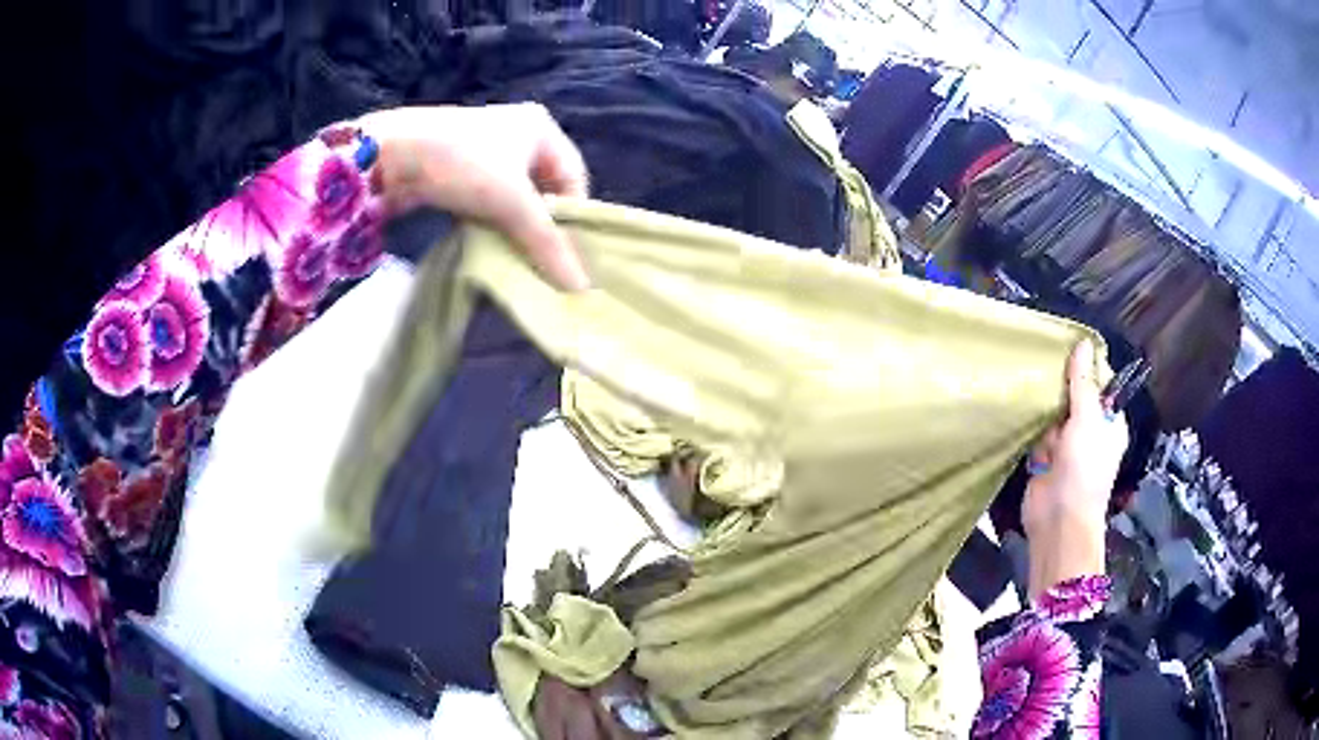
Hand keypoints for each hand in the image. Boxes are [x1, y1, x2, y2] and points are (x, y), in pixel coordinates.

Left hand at [357, 104, 590, 290]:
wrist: (390, 154)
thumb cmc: (463, 163)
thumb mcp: (511, 202)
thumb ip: (546, 243)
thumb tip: (579, 288)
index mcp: (541, 127)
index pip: (574, 176)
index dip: (573, 215)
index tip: (566, 252)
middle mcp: (517, 133)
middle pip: (544, 187)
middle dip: (543, 224)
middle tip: (541, 259)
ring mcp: (485, 149)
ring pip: (514, 196)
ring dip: (515, 227)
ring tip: (514, 255)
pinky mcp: (458, 168)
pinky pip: (487, 199)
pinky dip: (490, 222)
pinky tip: (486, 243)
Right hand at [1021, 339, 1128, 597]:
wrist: (1058, 521)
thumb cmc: (1083, 469)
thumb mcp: (1087, 420)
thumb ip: (1083, 383)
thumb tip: (1083, 342)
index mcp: (1110, 422)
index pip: (1100, 384)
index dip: (1086, 368)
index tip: (1066, 350)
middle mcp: (1090, 431)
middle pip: (1075, 396)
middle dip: (1061, 388)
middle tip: (1044, 367)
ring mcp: (1067, 447)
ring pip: (1055, 414)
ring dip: (1046, 410)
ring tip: (1033, 394)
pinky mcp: (1045, 459)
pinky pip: (1039, 433)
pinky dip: (1034, 430)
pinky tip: (1026, 418)